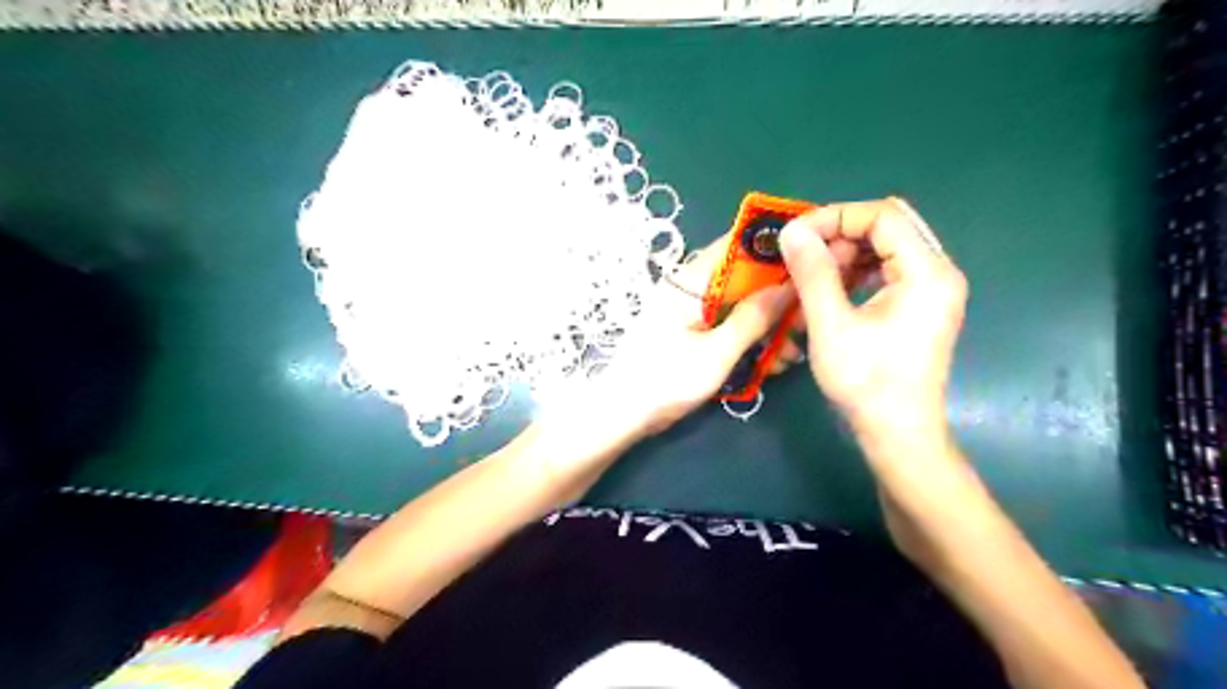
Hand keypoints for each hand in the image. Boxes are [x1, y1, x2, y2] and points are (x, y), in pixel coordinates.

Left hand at [549, 236, 800, 442]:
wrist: (622, 414)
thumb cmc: (665, 381)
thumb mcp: (717, 353)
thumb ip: (753, 319)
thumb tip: (789, 287)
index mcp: (690, 282)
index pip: (735, 245)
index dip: (772, 245)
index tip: (810, 256)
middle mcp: (690, 288)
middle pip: (742, 277)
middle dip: (776, 296)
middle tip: (807, 319)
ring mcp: (689, 311)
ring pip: (738, 304)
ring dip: (766, 324)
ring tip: (792, 351)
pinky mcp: (690, 332)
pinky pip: (726, 325)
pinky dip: (748, 338)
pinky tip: (772, 361)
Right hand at [785, 199, 967, 440]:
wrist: (897, 432)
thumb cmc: (866, 382)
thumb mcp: (832, 325)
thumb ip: (813, 273)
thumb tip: (792, 231)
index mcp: (927, 272)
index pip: (884, 216)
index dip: (836, 217)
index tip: (796, 235)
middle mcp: (938, 272)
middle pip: (889, 227)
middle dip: (840, 234)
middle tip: (803, 257)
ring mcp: (933, 289)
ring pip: (888, 247)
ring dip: (847, 252)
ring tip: (814, 275)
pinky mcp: (922, 305)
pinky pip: (889, 269)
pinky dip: (858, 270)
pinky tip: (833, 289)